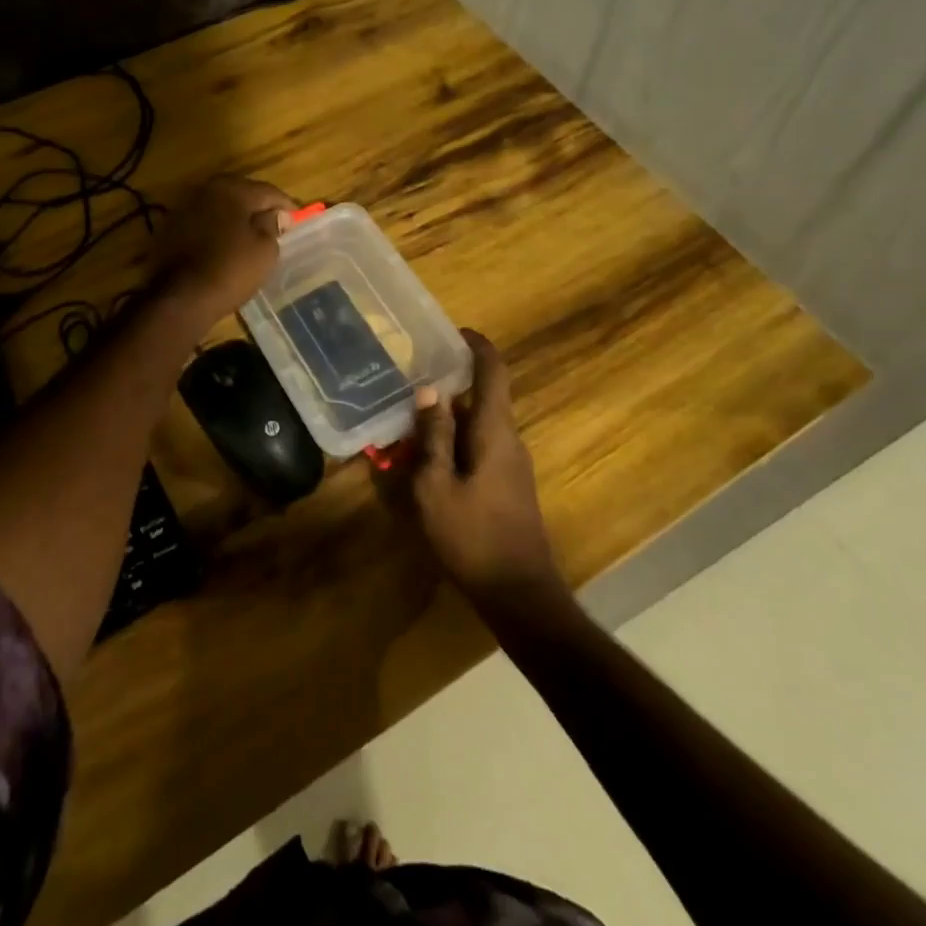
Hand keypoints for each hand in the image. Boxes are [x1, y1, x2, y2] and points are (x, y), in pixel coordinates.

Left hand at [152, 175, 293, 331]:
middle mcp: (205, 190)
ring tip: (250, 235)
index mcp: (232, 189)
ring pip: (219, 208)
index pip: (268, 191)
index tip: (298, 219)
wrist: (180, 297)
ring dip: (235, 218)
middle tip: (275, 224)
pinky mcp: (169, 229)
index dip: (286, 205)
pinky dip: (215, 230)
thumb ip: (272, 225)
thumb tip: (274, 214)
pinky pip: (202, 224)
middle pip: (241, 194)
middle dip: (258, 208)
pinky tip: (223, 246)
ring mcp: (183, 208)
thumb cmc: (231, 269)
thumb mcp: (265, 249)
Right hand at [400, 331, 562, 606]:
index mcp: (495, 431)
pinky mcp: (507, 485)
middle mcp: (508, 439)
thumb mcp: (436, 487)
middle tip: (409, 380)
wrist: (519, 594)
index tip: (453, 331)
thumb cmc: (473, 537)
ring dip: (445, 418)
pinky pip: (478, 447)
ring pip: (476, 424)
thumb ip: (433, 436)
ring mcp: (511, 463)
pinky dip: (452, 441)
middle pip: (481, 396)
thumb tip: (429, 390)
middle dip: (448, 385)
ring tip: (406, 418)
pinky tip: (423, 458)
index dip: (477, 345)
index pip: (493, 372)